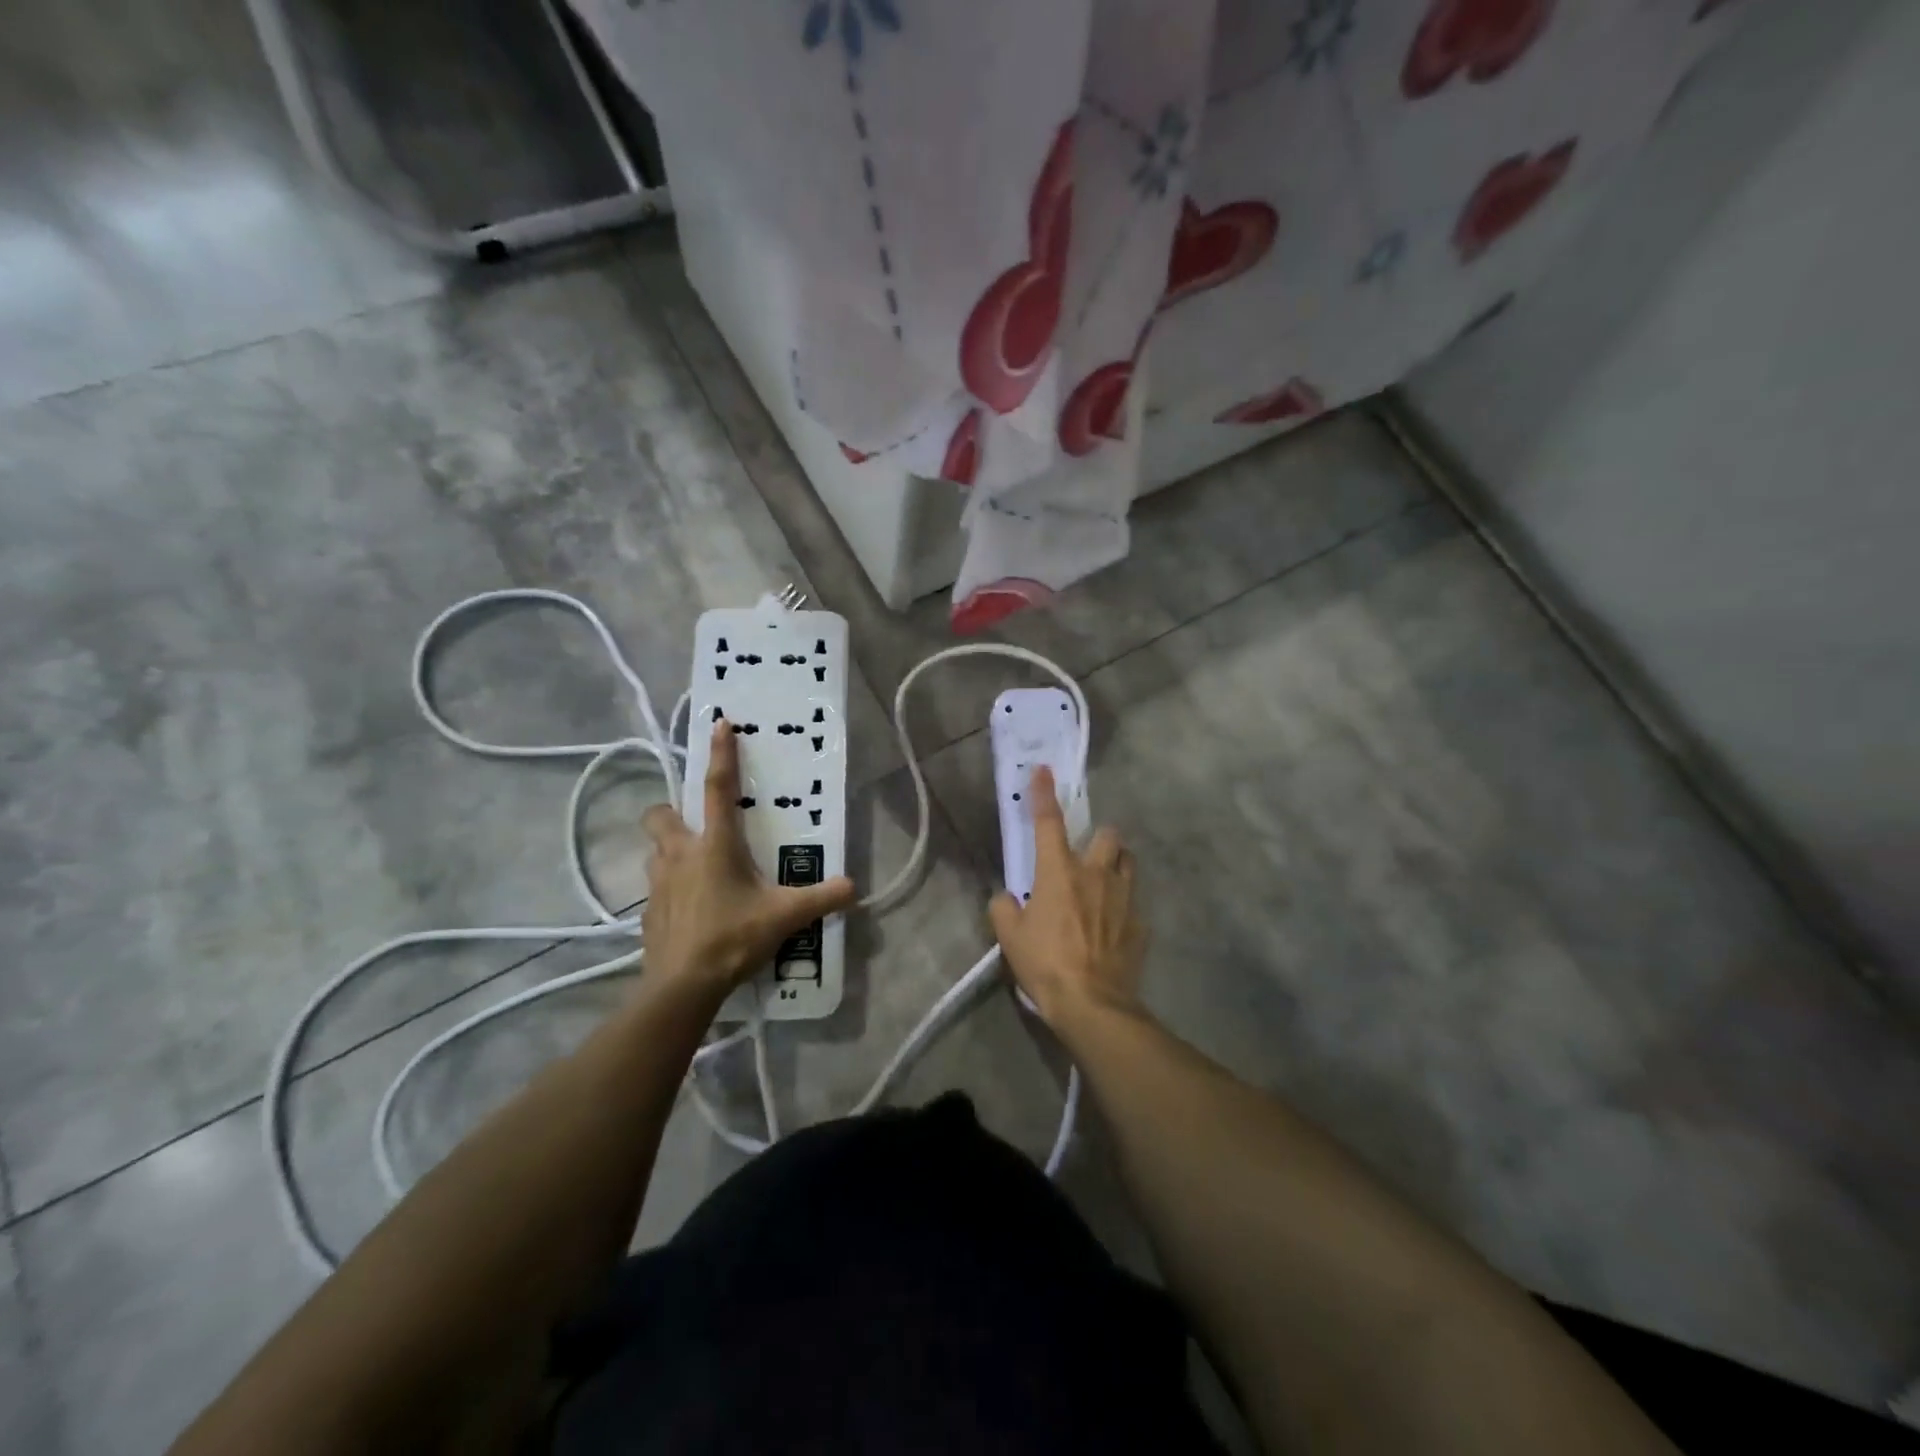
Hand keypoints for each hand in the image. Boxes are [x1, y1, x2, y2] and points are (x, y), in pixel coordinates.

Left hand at [640, 719, 855, 996]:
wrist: (682, 986)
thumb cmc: (732, 938)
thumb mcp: (785, 917)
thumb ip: (822, 898)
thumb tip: (854, 887)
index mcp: (714, 846)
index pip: (717, 789)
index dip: (721, 754)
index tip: (719, 724)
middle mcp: (680, 855)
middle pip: (661, 815)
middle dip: (672, 811)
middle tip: (695, 825)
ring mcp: (658, 884)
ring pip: (654, 851)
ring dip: (670, 850)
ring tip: (695, 868)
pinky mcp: (648, 912)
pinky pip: (656, 887)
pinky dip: (670, 888)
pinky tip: (690, 908)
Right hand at [989, 767, 1147, 1026]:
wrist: (1093, 1004)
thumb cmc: (1045, 964)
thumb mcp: (1009, 938)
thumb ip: (1003, 908)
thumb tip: (1006, 898)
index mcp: (1059, 872)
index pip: (1049, 822)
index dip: (1044, 794)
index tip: (1044, 771)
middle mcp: (1096, 875)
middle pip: (1109, 835)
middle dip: (1099, 838)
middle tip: (1087, 856)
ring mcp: (1124, 899)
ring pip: (1128, 863)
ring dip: (1117, 865)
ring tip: (1105, 883)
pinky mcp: (1141, 925)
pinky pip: (1134, 905)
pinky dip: (1123, 908)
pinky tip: (1112, 928)